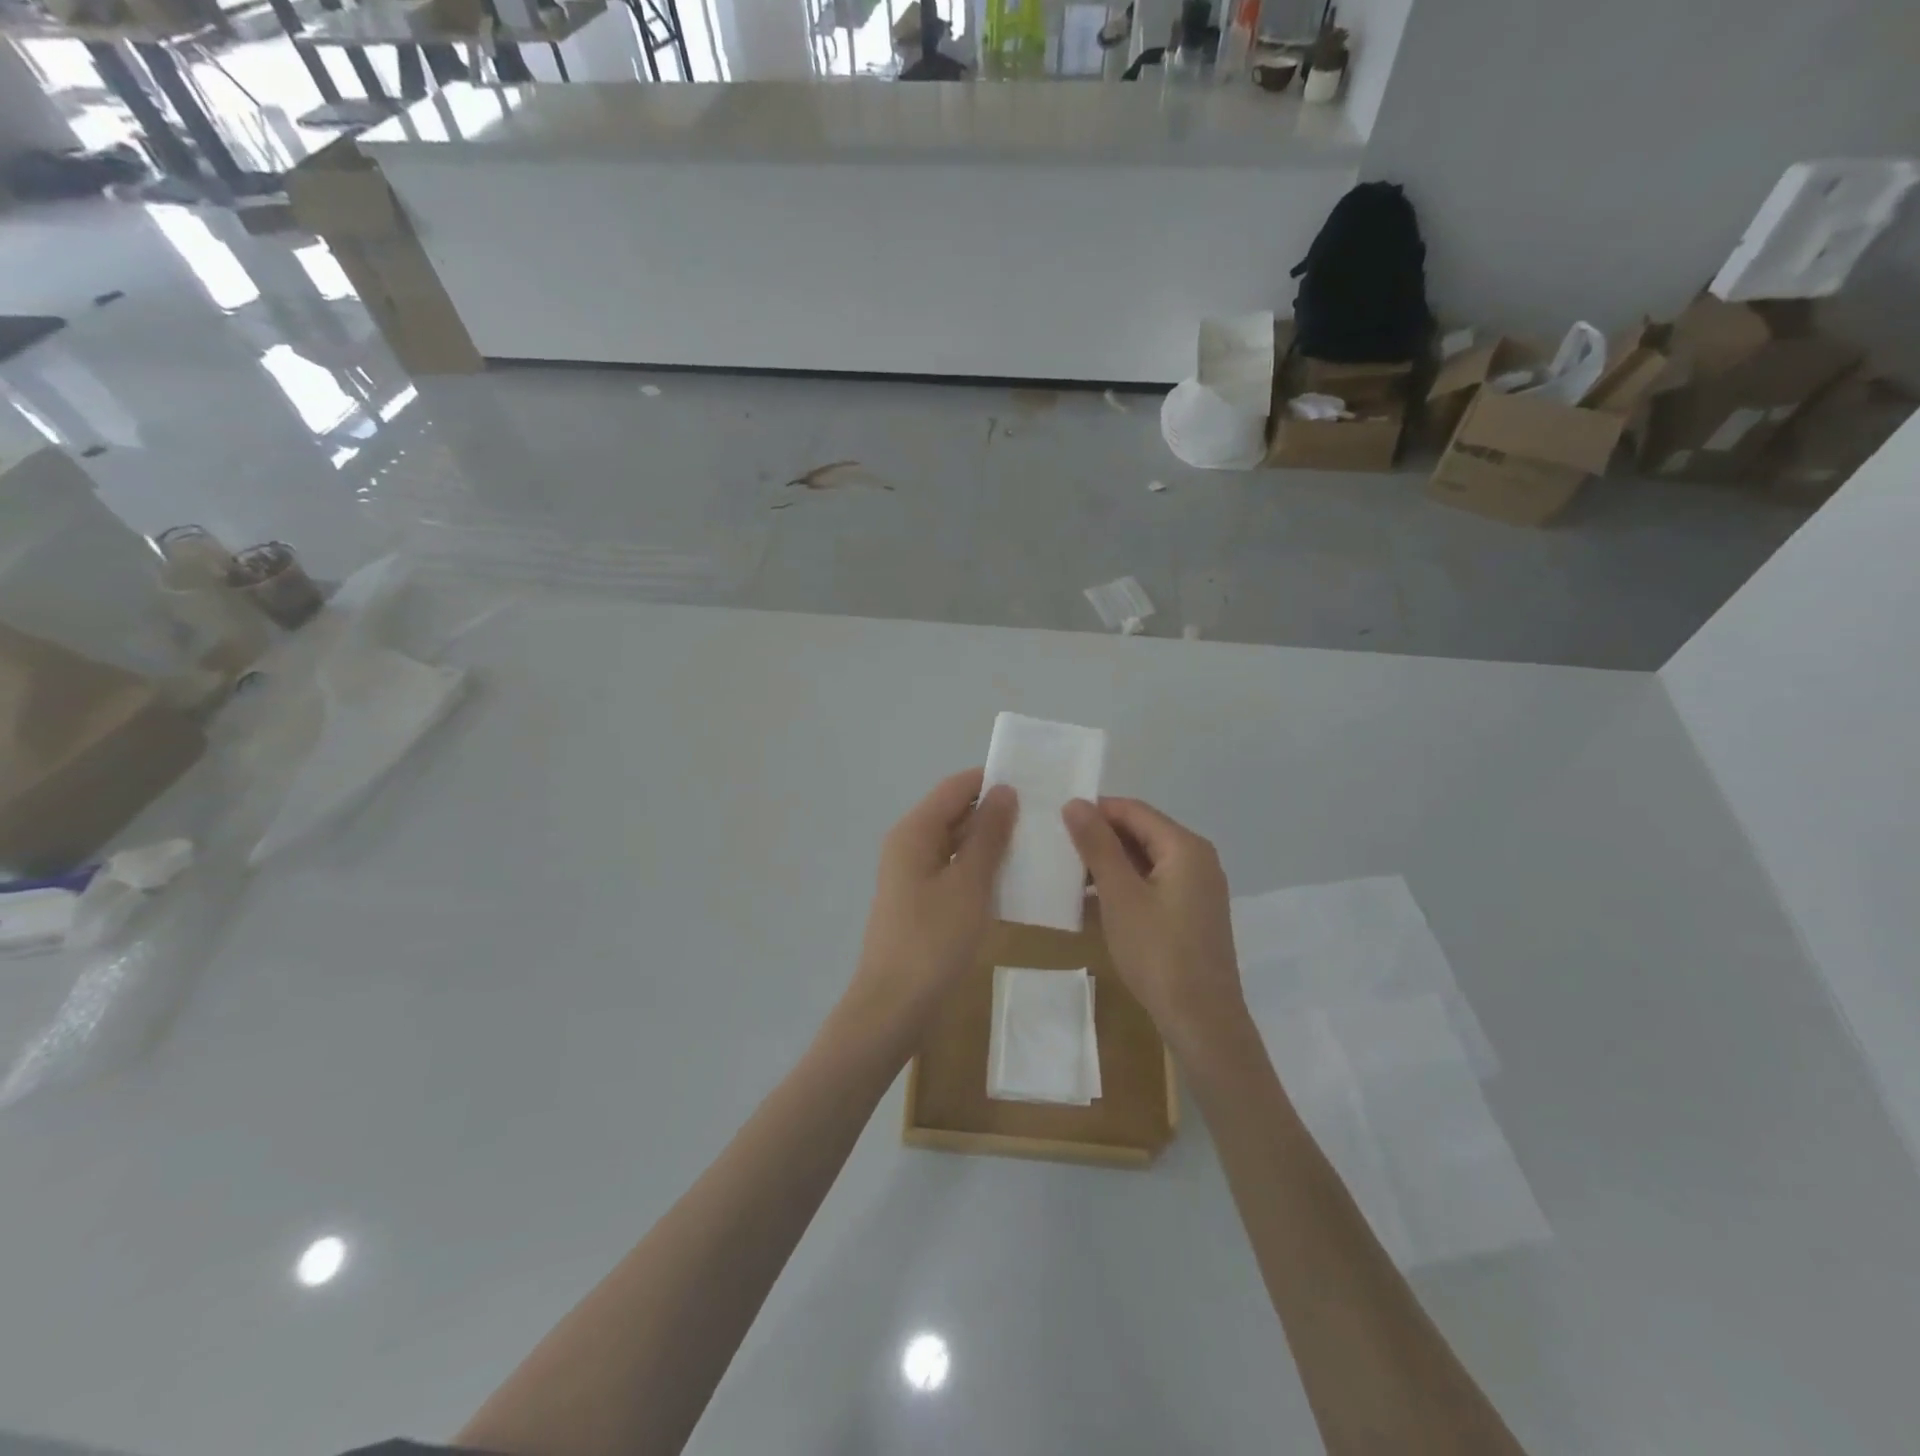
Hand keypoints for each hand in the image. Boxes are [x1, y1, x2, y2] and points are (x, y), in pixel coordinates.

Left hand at [844, 769, 1017, 1044]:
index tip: (1035, 782)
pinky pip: (954, 869)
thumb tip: (1004, 790)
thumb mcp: (968, 884)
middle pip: (955, 811)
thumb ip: (988, 835)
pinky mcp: (922, 899)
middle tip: (1045, 814)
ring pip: (957, 842)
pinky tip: (1013, 877)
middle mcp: (910, 844)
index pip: (956, 787)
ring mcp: (913, 873)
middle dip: (996, 810)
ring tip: (1038, 841)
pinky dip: (981, 867)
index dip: (992, 779)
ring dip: (991, 840)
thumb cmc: (932, 940)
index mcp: (915, 832)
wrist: (894, 1005)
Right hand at [1062, 797, 1246, 1055]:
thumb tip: (1076, 803)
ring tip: (1067, 873)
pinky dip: (1124, 885)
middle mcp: (1197, 858)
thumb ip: (1098, 846)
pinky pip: (1152, 883)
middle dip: (1100, 837)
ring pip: (1145, 859)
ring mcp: (1197, 887)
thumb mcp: (1120, 896)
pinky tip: (1092, 901)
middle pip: (1141, 832)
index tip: (1055, 819)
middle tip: (1056, 846)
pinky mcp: (1191, 912)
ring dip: (1108, 863)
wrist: (1201, 1021)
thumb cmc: (1158, 952)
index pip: (1133, 810)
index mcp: (1184, 847)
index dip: (1094, 810)